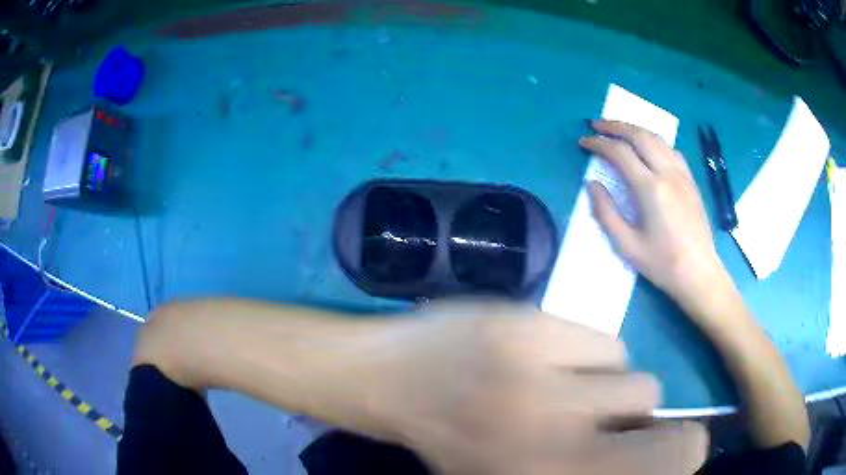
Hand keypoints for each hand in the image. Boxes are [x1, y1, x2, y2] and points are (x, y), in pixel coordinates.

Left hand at [371, 301, 706, 474]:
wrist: (395, 382)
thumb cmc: (461, 443)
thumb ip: (587, 469)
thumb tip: (641, 449)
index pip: (667, 462)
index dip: (684, 451)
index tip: (677, 445)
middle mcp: (557, 439)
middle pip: (658, 410)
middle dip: (645, 417)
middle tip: (610, 417)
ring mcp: (544, 381)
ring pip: (633, 374)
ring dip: (610, 385)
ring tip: (567, 388)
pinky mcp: (531, 329)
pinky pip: (602, 341)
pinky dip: (587, 353)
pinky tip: (546, 358)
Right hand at [580, 120, 728, 311]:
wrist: (699, 273)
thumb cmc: (662, 264)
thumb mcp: (627, 246)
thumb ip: (606, 213)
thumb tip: (592, 185)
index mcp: (650, 189)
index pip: (620, 153)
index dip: (599, 143)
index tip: (584, 142)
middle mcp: (667, 173)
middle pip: (639, 136)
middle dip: (615, 126)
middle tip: (596, 125)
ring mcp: (682, 174)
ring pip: (656, 138)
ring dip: (635, 129)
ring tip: (619, 130)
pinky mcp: (690, 180)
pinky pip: (670, 149)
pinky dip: (654, 141)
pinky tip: (648, 147)